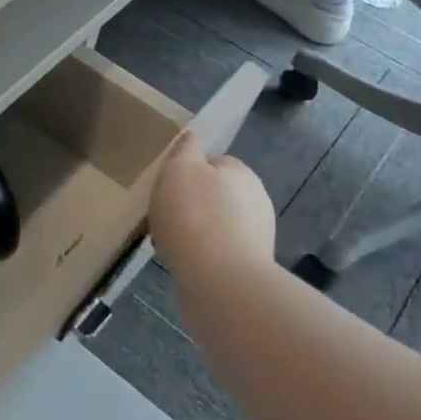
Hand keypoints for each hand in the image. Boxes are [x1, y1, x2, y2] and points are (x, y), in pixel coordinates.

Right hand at [150, 133, 275, 279]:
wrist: (220, 282)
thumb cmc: (194, 217)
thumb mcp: (179, 169)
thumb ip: (185, 150)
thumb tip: (192, 137)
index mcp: (241, 172)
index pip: (212, 161)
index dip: (186, 171)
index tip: (165, 187)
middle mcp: (256, 200)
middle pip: (214, 193)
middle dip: (190, 202)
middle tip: (163, 215)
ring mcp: (257, 235)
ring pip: (215, 224)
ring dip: (195, 229)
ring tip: (169, 242)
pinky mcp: (250, 266)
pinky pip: (217, 251)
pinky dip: (201, 253)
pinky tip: (183, 261)